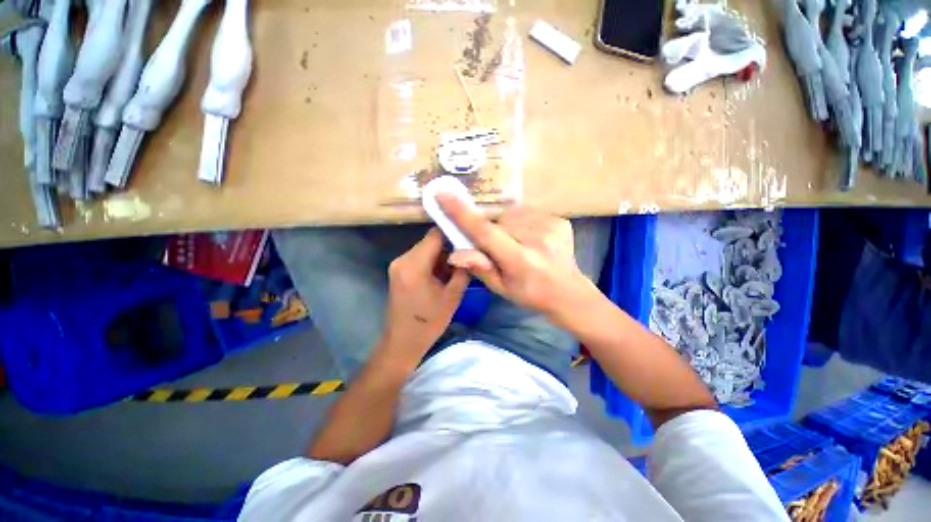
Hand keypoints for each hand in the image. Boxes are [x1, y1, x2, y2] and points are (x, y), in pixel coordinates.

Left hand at [383, 228, 469, 357]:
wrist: (403, 342)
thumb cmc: (429, 322)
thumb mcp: (452, 296)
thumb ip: (462, 270)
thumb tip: (471, 252)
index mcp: (414, 264)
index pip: (435, 234)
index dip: (453, 232)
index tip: (470, 236)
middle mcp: (403, 259)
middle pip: (430, 241)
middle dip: (450, 246)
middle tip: (468, 253)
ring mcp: (399, 265)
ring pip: (426, 249)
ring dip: (442, 255)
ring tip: (459, 265)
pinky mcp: (399, 271)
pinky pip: (420, 259)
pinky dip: (433, 262)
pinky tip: (445, 273)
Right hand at [438, 194, 594, 315]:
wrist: (568, 292)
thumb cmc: (530, 294)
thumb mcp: (501, 288)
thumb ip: (480, 268)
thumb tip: (455, 253)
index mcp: (520, 261)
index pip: (486, 233)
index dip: (462, 214)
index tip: (443, 194)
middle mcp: (537, 239)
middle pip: (498, 223)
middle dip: (491, 232)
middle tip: (499, 249)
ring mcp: (552, 226)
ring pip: (512, 216)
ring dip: (506, 227)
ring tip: (517, 245)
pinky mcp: (559, 220)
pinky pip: (527, 213)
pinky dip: (521, 223)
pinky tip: (529, 238)